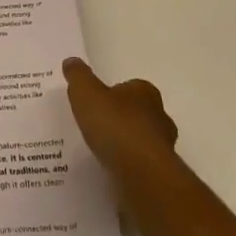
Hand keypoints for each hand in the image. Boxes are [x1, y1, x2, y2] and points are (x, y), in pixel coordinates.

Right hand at [63, 56, 177, 178]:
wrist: (142, 173)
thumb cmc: (115, 126)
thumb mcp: (86, 94)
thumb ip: (78, 77)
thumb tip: (71, 61)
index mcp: (145, 93)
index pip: (130, 87)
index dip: (113, 93)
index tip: (96, 103)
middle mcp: (160, 116)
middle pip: (138, 113)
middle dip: (121, 119)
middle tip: (97, 127)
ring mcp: (163, 146)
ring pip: (141, 141)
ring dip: (125, 145)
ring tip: (101, 152)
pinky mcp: (160, 173)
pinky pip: (140, 165)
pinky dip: (127, 166)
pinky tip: (110, 171)